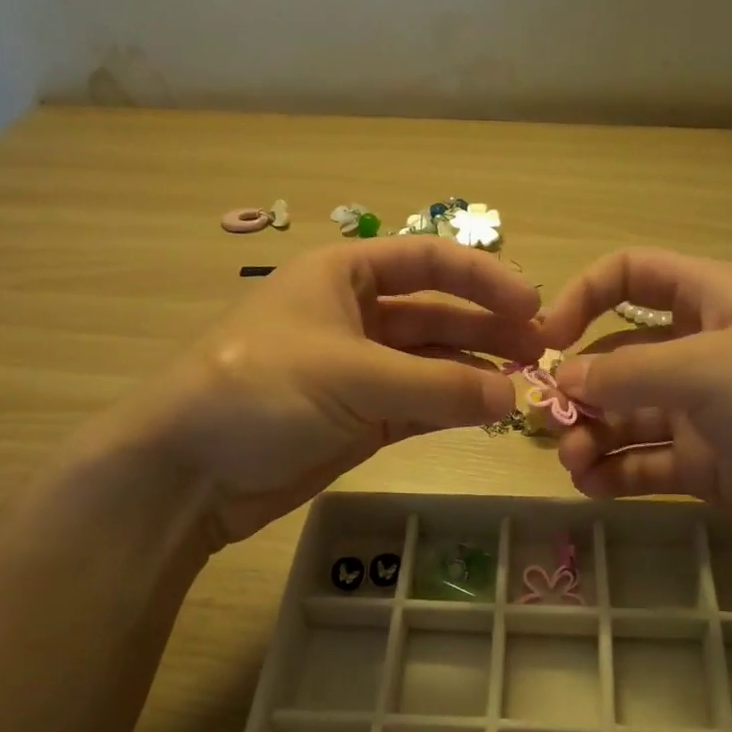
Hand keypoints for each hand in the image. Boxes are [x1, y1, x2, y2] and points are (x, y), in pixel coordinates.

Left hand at [92, 238, 542, 546]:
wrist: (189, 471)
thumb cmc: (261, 391)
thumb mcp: (352, 375)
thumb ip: (439, 385)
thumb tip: (514, 398)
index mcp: (343, 274)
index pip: (427, 261)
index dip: (483, 277)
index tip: (534, 304)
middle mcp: (354, 315)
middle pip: (437, 313)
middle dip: (488, 328)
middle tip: (542, 352)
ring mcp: (358, 370)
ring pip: (432, 363)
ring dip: (476, 372)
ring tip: (525, 386)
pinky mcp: (360, 417)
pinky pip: (420, 404)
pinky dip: (453, 408)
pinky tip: (490, 414)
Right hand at [537, 248, 731, 569]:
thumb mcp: (710, 369)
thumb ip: (628, 371)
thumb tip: (562, 378)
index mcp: (707, 301)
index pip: (632, 274)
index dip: (584, 296)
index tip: (546, 338)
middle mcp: (699, 351)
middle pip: (618, 355)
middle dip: (579, 385)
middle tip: (550, 422)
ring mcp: (702, 412)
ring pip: (625, 415)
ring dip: (591, 436)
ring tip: (574, 464)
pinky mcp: (708, 466)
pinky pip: (645, 462)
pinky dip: (615, 473)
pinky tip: (592, 487)